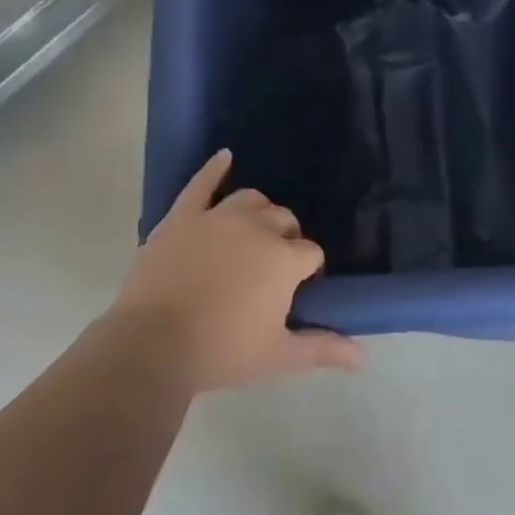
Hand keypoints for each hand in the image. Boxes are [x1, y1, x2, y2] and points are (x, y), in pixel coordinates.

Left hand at [111, 150, 362, 391]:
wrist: (152, 346)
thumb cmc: (221, 352)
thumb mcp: (278, 356)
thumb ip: (322, 348)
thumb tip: (363, 357)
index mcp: (284, 258)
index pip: (310, 253)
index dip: (307, 270)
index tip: (297, 288)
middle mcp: (257, 228)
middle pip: (284, 219)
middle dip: (287, 237)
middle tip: (273, 266)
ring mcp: (218, 217)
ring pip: (251, 199)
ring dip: (260, 210)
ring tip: (255, 229)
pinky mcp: (183, 216)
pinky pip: (202, 184)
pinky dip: (215, 168)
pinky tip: (225, 157)